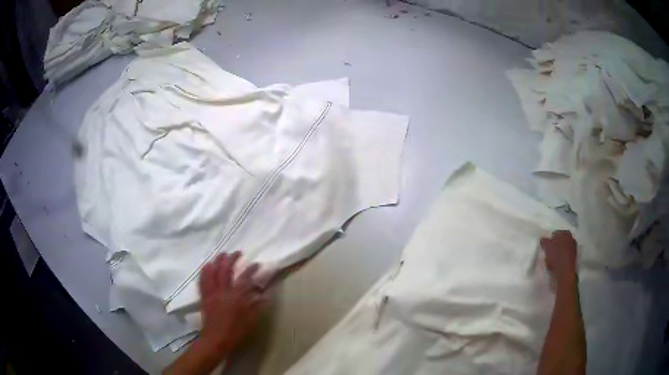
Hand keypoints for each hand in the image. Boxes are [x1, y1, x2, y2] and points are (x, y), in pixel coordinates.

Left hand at [198, 251, 262, 356]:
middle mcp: (223, 291)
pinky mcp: (204, 297)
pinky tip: (206, 266)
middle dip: (231, 259)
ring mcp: (212, 293)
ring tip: (221, 254)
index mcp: (236, 297)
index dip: (251, 270)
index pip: (245, 278)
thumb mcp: (251, 320)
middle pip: (226, 270)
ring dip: (217, 261)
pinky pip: (203, 281)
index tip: (257, 264)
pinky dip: (204, 272)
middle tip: (236, 253)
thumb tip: (265, 294)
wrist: (216, 339)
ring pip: (213, 272)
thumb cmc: (236, 331)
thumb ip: (257, 305)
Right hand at [540, 230, 577, 285]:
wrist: (565, 272)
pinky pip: (567, 254)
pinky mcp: (575, 256)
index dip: (550, 240)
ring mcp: (574, 247)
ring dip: (560, 250)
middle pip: (561, 239)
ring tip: (554, 257)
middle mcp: (571, 237)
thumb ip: (544, 242)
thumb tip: (543, 238)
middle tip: (550, 251)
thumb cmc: (556, 258)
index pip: (555, 233)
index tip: (546, 246)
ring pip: (564, 247)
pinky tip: (559, 261)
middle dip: (556, 244)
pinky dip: (563, 256)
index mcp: (565, 233)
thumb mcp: (547, 248)